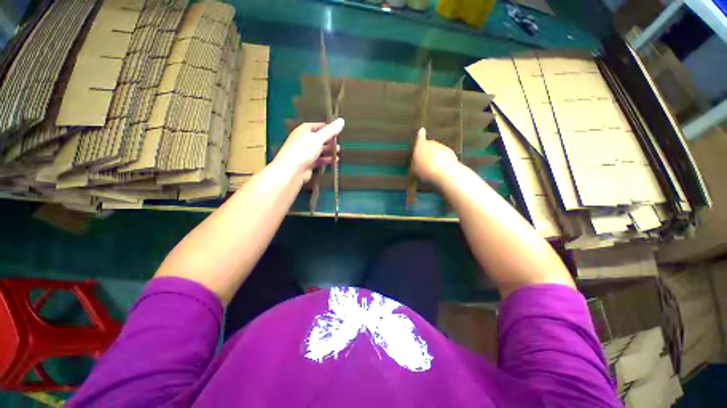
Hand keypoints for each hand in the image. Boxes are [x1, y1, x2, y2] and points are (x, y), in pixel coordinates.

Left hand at [273, 119, 343, 182]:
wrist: (292, 170)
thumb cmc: (304, 150)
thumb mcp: (319, 138)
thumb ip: (331, 130)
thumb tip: (341, 120)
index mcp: (304, 130)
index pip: (317, 126)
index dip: (327, 127)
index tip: (338, 130)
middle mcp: (304, 140)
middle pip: (319, 138)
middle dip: (329, 140)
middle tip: (339, 142)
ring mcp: (305, 153)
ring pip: (319, 150)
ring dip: (329, 151)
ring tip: (338, 151)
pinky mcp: (308, 163)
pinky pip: (319, 160)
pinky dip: (326, 160)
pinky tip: (334, 161)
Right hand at [412, 128, 457, 182]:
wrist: (442, 169)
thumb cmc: (424, 168)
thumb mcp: (415, 168)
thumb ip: (415, 163)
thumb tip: (416, 162)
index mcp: (420, 146)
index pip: (420, 138)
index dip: (420, 135)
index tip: (422, 130)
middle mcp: (431, 143)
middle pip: (429, 146)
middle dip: (428, 152)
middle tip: (426, 163)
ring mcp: (441, 146)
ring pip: (437, 151)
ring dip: (435, 157)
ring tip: (433, 168)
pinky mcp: (450, 152)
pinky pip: (444, 156)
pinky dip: (443, 160)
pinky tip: (441, 169)